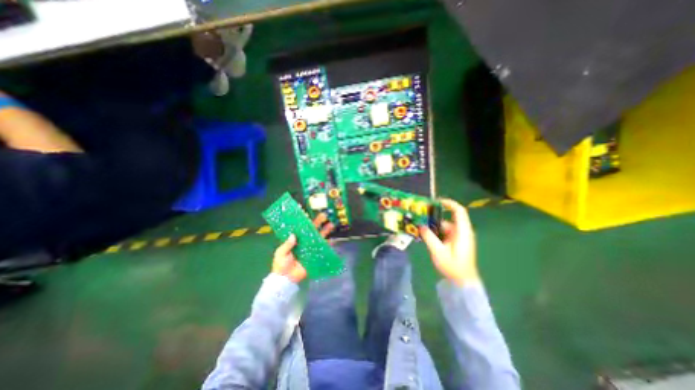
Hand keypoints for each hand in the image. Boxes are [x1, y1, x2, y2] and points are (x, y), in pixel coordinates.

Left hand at [271, 213, 332, 283]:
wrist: (286, 279)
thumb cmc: (281, 264)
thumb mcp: (281, 253)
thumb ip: (287, 245)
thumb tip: (294, 235)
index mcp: (294, 239)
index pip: (300, 226)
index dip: (302, 219)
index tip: (305, 211)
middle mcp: (304, 241)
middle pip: (312, 229)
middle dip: (318, 222)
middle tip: (324, 215)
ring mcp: (310, 247)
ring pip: (319, 237)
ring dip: (325, 231)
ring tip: (331, 224)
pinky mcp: (315, 255)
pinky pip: (322, 248)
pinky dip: (328, 244)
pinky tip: (333, 239)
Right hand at [417, 198, 477, 286]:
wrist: (463, 282)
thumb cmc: (453, 267)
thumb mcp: (438, 252)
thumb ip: (429, 237)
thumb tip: (421, 225)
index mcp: (462, 231)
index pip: (458, 211)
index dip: (448, 203)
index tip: (435, 202)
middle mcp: (462, 231)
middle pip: (448, 218)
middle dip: (434, 217)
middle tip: (421, 218)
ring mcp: (459, 237)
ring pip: (445, 226)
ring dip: (434, 227)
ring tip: (420, 229)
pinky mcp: (456, 242)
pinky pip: (445, 232)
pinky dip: (436, 233)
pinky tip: (427, 237)